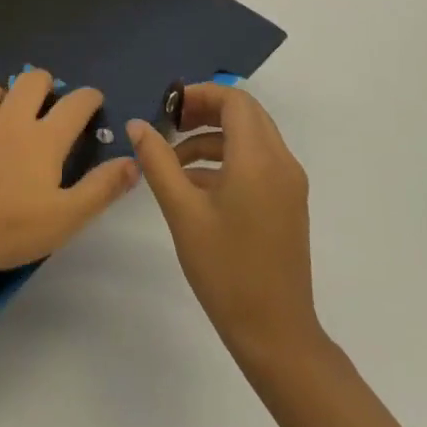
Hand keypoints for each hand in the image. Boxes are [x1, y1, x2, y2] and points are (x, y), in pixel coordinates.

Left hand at [0, 68, 139, 278]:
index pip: (75, 104)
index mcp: (43, 138)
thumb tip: (133, 161)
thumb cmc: (9, 227)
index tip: (93, 99)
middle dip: (43, 83)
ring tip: (0, 113)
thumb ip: (101, 188)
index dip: (88, 97)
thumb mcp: (66, 218)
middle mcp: (10, 118)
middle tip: (46, 101)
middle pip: (31, 80)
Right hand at [128, 84, 322, 363]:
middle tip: (168, 125)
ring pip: (251, 137)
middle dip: (205, 111)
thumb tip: (138, 124)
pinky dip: (226, 159)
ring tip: (172, 160)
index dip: (200, 94)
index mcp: (258, 159)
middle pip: (245, 114)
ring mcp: (289, 184)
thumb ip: (158, 161)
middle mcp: (281, 162)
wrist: (275, 332)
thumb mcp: (182, 212)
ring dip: (212, 137)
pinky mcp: (287, 203)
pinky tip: (194, 185)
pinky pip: (257, 162)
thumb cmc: (225, 269)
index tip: (167, 108)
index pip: (235, 100)